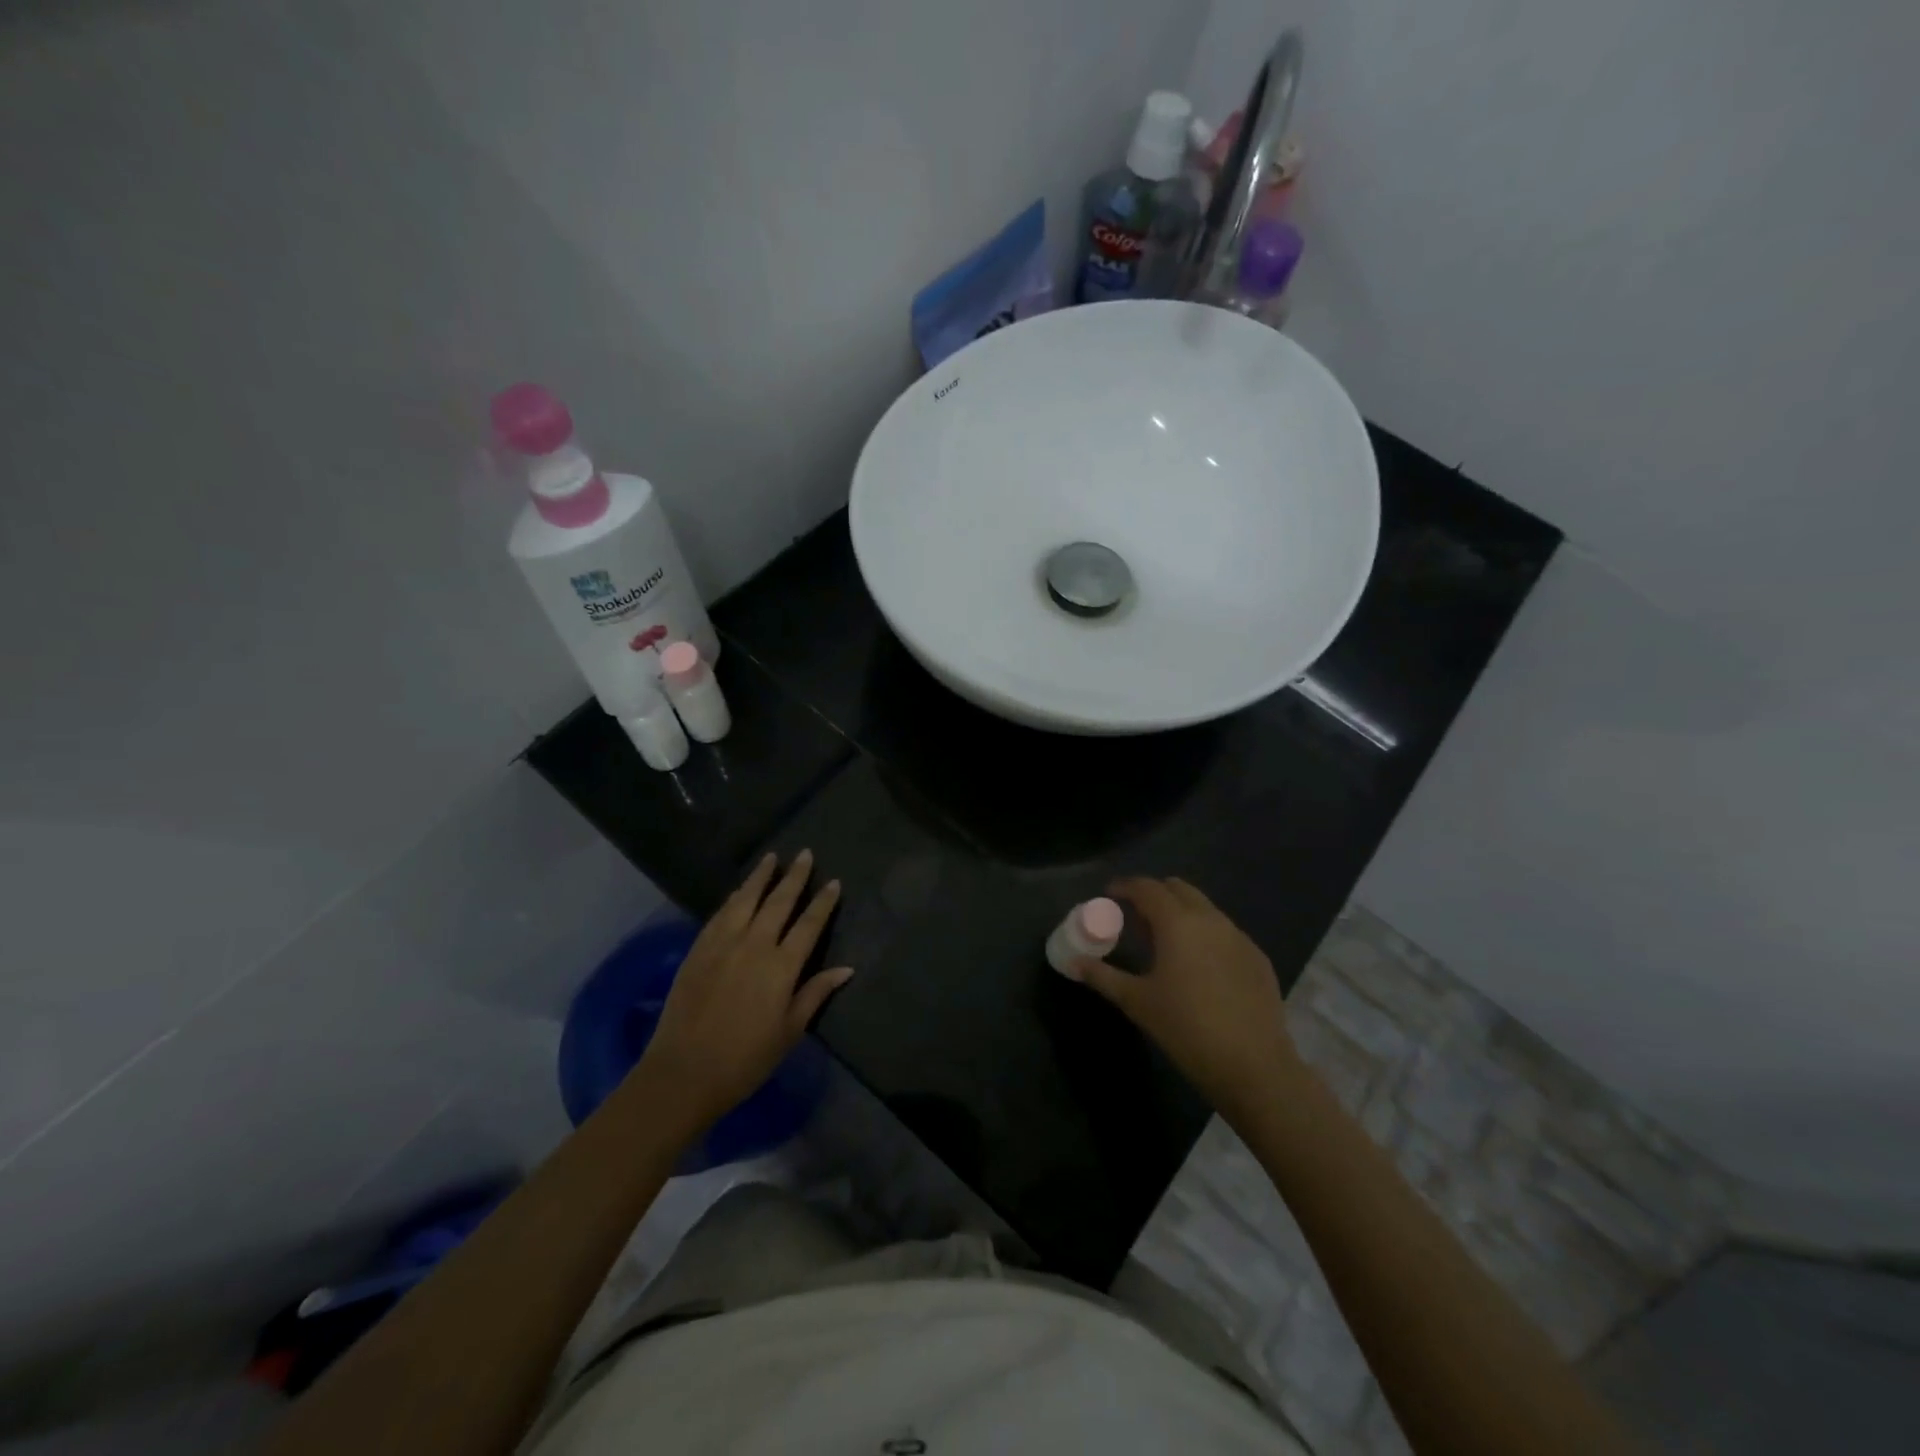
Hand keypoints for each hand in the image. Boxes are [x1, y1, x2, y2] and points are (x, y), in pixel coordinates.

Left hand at [634, 851, 852, 1137]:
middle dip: (794, 877)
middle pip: (778, 902)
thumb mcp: (789, 1031)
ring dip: (760, 877)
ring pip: (746, 900)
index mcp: (782, 966)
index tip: (834, 882)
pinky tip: (739, 891)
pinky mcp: (698, 950)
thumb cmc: (745, 1059)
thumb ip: (815, 994)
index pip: (809, 924)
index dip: (823, 902)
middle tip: (805, 854)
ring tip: (771, 858)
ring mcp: (723, 944)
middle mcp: (754, 945)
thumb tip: (846, 968)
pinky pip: (720, 914)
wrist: (684, 1072)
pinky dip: (734, 898)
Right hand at [1070, 876, 1304, 1124]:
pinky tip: (1199, 966)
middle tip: (1136, 915)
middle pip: (1179, 889)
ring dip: (1181, 913)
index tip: (1110, 893)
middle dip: (1155, 894)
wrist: (1254, 1066)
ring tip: (1165, 941)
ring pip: (1205, 909)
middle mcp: (1211, 919)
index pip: (1147, 888)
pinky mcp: (1258, 958)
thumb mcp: (1137, 1002)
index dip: (1125, 886)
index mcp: (1178, 923)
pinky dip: (1205, 935)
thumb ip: (1103, 976)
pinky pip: (1225, 932)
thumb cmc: (1186, 1028)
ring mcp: (1239, 937)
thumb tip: (1073, 963)